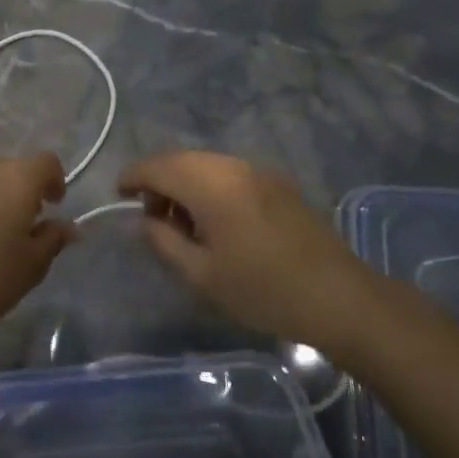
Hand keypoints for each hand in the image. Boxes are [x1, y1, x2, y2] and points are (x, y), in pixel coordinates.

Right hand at [118, 151, 376, 347]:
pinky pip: (229, 173)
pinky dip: (209, 186)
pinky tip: (215, 221)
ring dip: (184, 183)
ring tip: (183, 224)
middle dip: (158, 180)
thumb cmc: (263, 291)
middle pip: (181, 159)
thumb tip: (145, 221)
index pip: (158, 167)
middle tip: (151, 217)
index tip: (119, 195)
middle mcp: (234, 167)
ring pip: (206, 164)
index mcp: (211, 185)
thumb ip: (164, 242)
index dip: (133, 177)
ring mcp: (259, 172)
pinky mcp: (278, 184)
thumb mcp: (202, 275)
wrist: (339, 297)